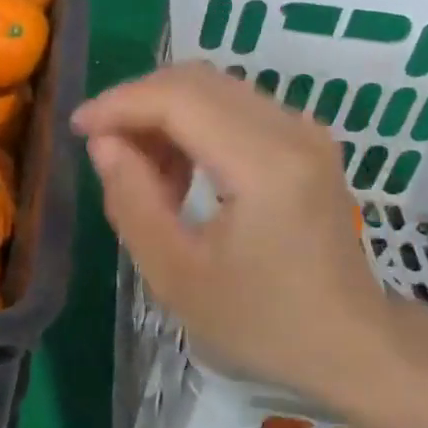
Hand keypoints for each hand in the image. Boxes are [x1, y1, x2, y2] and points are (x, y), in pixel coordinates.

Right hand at [71, 62, 404, 404]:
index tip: (77, 129)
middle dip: (136, 104)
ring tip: (140, 173)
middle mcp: (290, 130)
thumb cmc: (261, 323)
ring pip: (213, 89)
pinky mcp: (304, 142)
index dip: (119, 104)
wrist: (351, 345)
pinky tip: (177, 173)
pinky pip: (233, 108)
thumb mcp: (176, 275)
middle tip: (102, 148)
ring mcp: (304, 131)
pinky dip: (191, 126)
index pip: (178, 99)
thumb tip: (103, 144)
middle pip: (195, 81)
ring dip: (162, 115)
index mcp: (264, 165)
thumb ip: (132, 201)